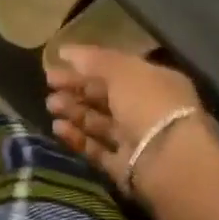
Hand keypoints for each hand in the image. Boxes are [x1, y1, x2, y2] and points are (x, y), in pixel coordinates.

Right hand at [45, 46, 217, 197]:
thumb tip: (66, 51)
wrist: (170, 163)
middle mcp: (148, 111)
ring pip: (100, 123)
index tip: (57, 62)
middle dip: (77, 89)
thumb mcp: (122, 71)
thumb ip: (94, 60)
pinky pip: (98, 150)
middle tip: (49, 84)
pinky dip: (78, 139)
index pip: (117, 70)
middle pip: (106, 97)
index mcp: (155, 83)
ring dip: (75, 112)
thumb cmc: (149, 105)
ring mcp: (138, 141)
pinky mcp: (126, 168)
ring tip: (51, 106)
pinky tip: (58, 128)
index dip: (87, 66)